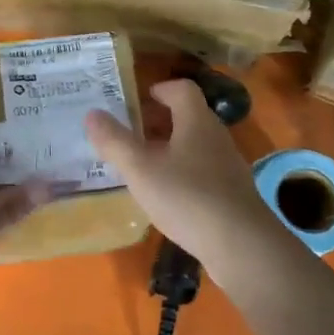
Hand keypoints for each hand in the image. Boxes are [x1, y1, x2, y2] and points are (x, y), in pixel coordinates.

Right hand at [85, 80, 281, 272]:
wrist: (241, 245)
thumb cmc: (187, 197)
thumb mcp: (140, 169)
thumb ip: (114, 141)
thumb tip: (92, 114)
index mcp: (196, 121)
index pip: (182, 89)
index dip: (160, 89)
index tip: (138, 100)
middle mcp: (216, 136)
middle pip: (188, 116)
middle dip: (159, 121)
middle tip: (131, 133)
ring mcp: (228, 165)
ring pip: (196, 145)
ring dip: (170, 148)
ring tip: (144, 165)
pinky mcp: (232, 193)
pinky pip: (203, 170)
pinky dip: (183, 172)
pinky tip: (167, 195)